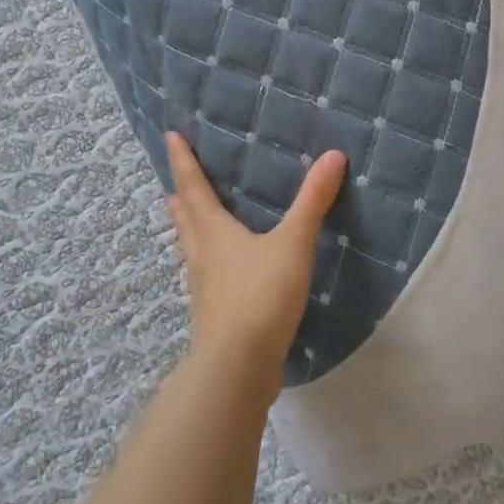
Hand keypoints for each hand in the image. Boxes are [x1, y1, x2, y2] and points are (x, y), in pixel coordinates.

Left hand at [164, 132, 346, 385]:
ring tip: (189, 219)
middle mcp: (201, 256)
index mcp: (213, 232)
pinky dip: (207, 260)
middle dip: (181, 196)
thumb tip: (333, 155)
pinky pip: (206, 275)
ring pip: (191, 248)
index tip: (170, 136)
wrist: (238, 367)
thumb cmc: (260, 295)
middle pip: (186, 219)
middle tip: (175, 182)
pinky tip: (222, 270)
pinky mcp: (214, 314)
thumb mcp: (292, 244)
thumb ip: (312, 202)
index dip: (183, 161)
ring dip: (189, 229)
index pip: (194, 187)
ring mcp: (204, 288)